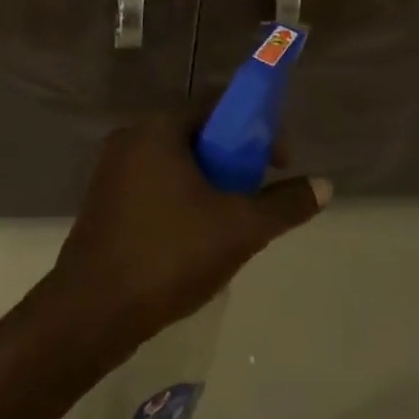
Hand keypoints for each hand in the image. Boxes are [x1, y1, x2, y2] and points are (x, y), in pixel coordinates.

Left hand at [45, 113, 330, 349]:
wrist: (93, 311)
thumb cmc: (170, 254)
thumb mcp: (240, 228)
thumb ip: (285, 204)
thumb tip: (325, 185)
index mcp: (157, 129)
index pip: (215, 107)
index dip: (254, 128)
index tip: (277, 162)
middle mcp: (129, 138)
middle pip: (195, 135)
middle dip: (232, 160)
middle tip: (257, 194)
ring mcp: (110, 170)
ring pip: (174, 164)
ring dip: (207, 183)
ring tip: (231, 221)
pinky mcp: (102, 201)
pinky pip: (152, 185)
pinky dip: (180, 198)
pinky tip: (195, 238)